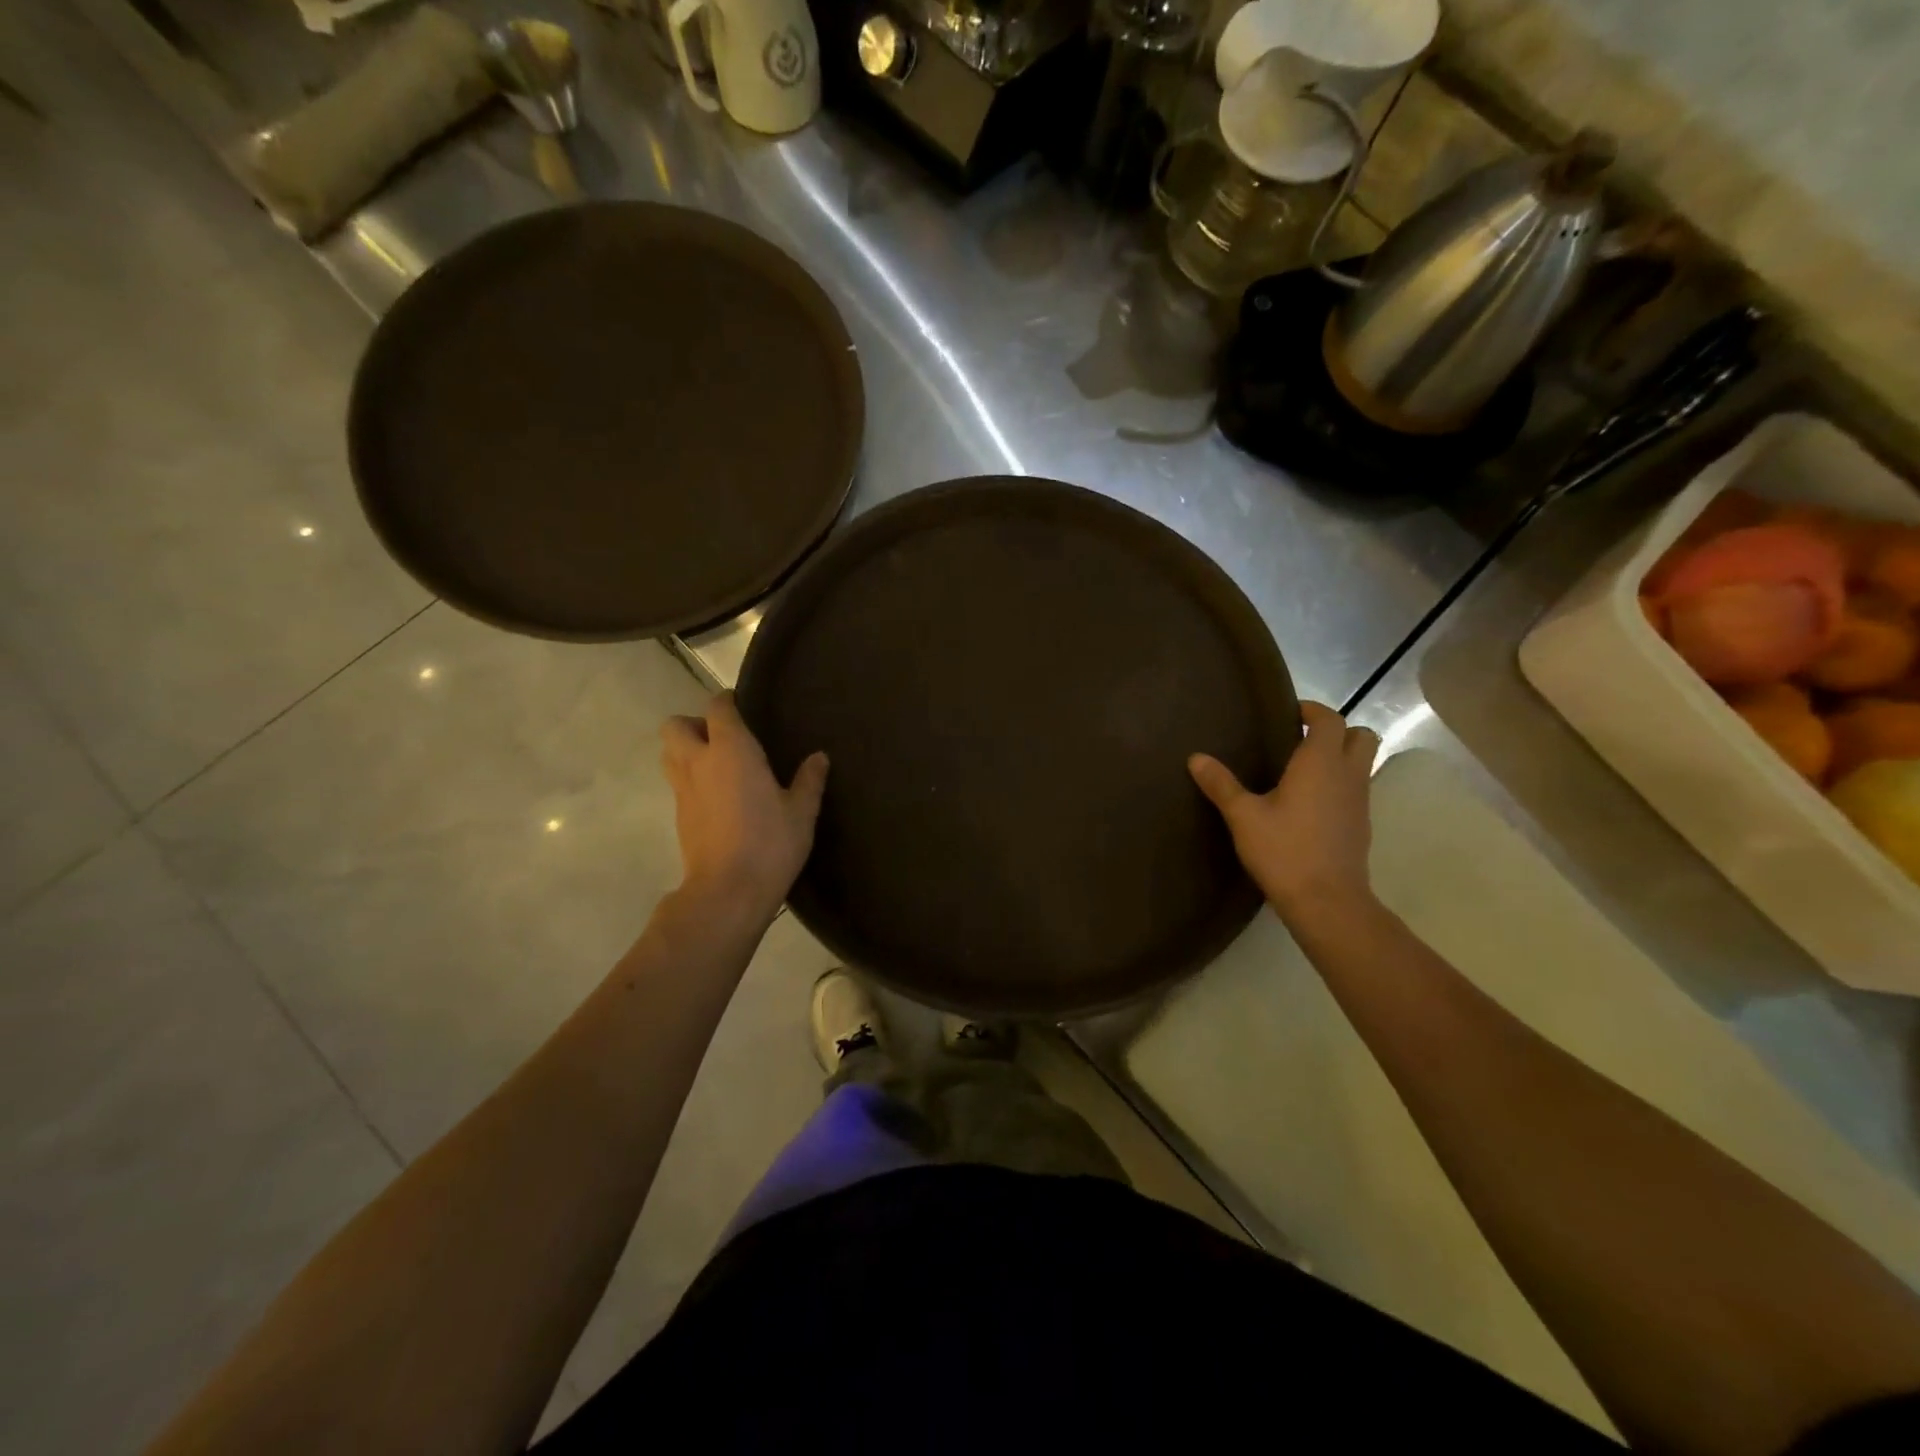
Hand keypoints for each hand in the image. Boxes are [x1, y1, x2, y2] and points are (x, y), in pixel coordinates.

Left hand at [660, 693, 827, 920]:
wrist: (728, 891)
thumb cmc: (770, 843)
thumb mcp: (801, 812)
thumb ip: (809, 780)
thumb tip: (819, 757)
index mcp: (731, 750)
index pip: (717, 708)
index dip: (727, 702)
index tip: (742, 706)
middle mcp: (699, 762)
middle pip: (675, 726)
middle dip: (694, 724)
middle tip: (724, 739)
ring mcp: (683, 790)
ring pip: (669, 754)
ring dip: (686, 750)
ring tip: (718, 766)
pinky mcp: (679, 816)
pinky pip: (678, 783)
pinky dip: (691, 780)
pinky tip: (719, 798)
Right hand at [1189, 701, 1379, 927]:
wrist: (1327, 901)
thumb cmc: (1284, 850)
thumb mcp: (1243, 816)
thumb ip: (1221, 785)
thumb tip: (1196, 758)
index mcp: (1320, 763)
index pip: (1329, 719)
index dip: (1312, 711)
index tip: (1288, 714)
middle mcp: (1347, 775)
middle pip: (1361, 736)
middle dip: (1336, 731)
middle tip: (1301, 740)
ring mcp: (1360, 801)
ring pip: (1362, 763)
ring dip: (1340, 758)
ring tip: (1301, 771)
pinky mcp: (1361, 825)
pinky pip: (1356, 790)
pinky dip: (1339, 785)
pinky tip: (1309, 804)